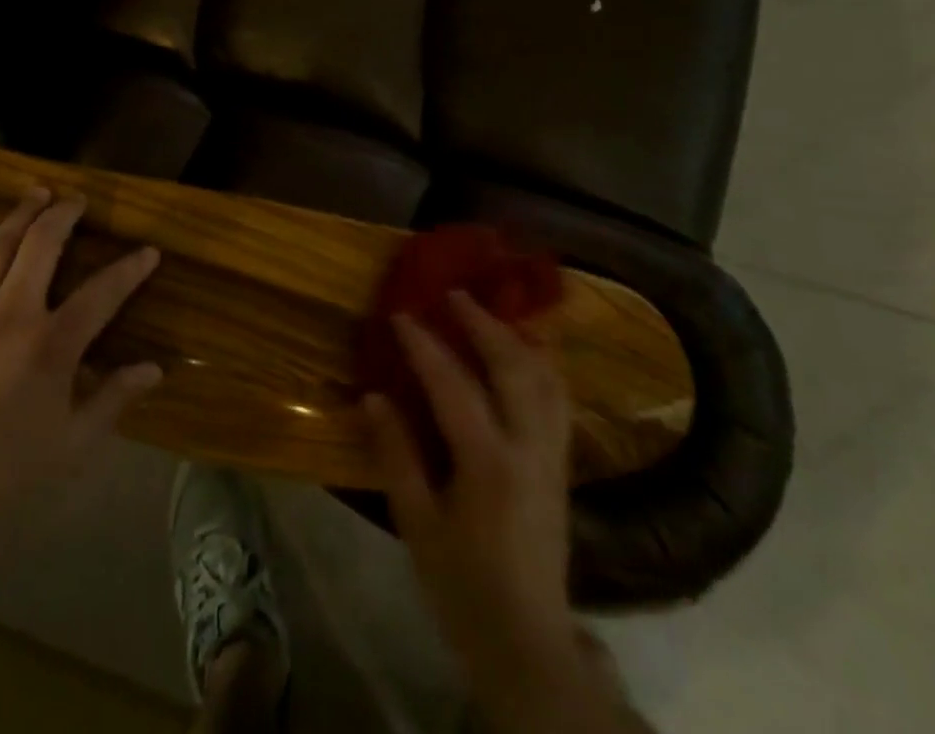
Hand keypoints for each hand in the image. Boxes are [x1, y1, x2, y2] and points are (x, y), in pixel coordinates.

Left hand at [0, 188, 161, 551]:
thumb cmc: (6, 476)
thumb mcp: (73, 444)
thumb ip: (114, 398)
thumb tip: (154, 369)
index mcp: (53, 344)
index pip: (103, 292)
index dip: (130, 269)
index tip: (148, 251)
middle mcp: (13, 313)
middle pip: (43, 245)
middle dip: (65, 214)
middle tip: (78, 199)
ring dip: (21, 214)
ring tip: (37, 192)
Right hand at [366, 292, 621, 730]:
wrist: (527, 642)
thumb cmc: (462, 586)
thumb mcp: (417, 525)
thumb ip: (396, 456)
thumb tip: (372, 396)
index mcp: (488, 464)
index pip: (453, 384)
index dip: (424, 344)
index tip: (400, 312)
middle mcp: (528, 448)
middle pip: (512, 367)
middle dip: (482, 323)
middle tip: (453, 293)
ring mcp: (552, 456)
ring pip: (545, 378)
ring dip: (517, 337)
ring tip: (491, 311)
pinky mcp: (562, 465)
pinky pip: (558, 399)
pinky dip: (542, 364)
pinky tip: (525, 352)